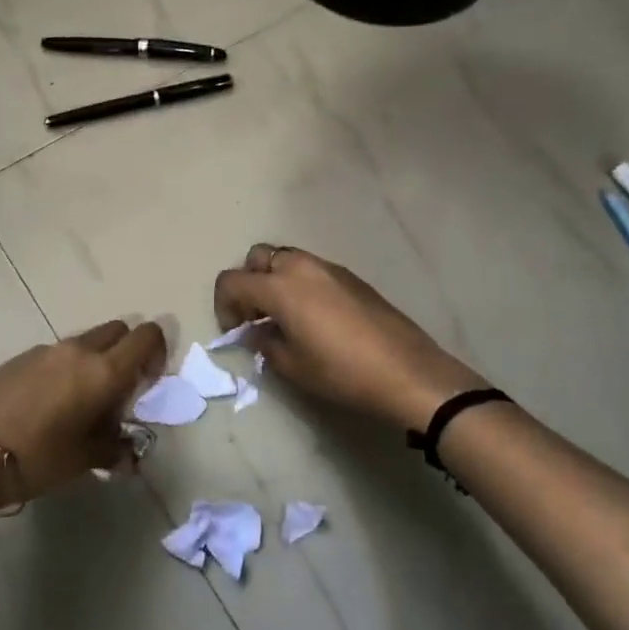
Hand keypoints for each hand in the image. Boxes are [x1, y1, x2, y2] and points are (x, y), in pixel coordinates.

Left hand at [0, 320, 165, 502]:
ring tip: (82, 402)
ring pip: (87, 342)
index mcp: (104, 371)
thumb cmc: (37, 457)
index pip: (146, 336)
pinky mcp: (21, 357)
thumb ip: (114, 449)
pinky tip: (50, 404)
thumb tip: (129, 452)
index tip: (147, 382)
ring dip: (95, 361)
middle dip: (126, 352)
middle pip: (118, 330)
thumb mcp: (83, 460)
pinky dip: (67, 368)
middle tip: (118, 390)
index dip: (156, 352)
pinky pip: (58, 353)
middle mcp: (79, 350)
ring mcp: (48, 350)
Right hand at [213, 245, 491, 432]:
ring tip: (282, 316)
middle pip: (257, 257)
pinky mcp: (349, 276)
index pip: (232, 280)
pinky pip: (311, 269)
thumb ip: (265, 343)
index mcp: (280, 286)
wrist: (405, 370)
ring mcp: (328, 267)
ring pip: (286, 258)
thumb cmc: (341, 372)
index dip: (223, 305)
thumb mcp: (292, 366)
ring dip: (273, 279)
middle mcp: (300, 266)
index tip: (235, 331)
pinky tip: (312, 316)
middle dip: (248, 282)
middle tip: (254, 316)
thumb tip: (257, 332)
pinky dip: (298, 283)